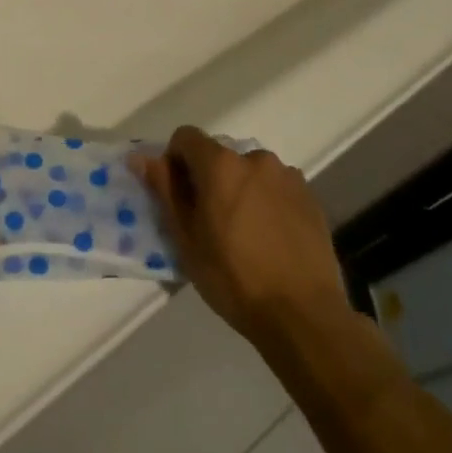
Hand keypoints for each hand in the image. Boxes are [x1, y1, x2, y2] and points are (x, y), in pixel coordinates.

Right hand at [134, 127, 346, 344]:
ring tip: (243, 233)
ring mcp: (288, 177)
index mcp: (221, 164)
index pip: (185, 137)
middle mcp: (256, 159)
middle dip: (208, 178)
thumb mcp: (186, 238)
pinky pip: (276, 188)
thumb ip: (165, 190)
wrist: (303, 315)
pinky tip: (270, 238)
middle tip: (208, 221)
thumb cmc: (233, 277)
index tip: (178, 196)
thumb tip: (141, 158)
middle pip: (219, 155)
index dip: (175, 161)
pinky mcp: (311, 198)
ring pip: (249, 172)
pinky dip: (266, 202)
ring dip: (239, 189)